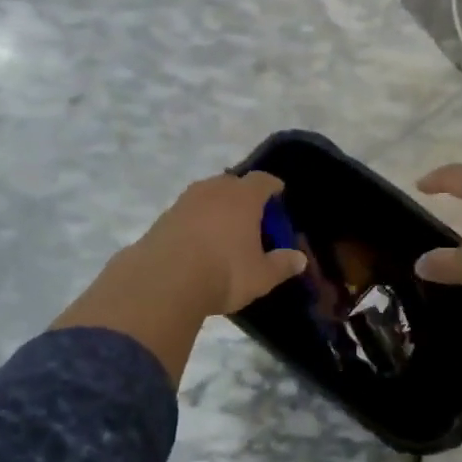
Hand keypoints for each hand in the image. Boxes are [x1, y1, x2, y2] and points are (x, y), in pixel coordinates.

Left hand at [133, 171, 308, 316]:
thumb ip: (282, 265)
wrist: (163, 281)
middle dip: (244, 196)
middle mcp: (214, 189)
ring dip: (217, 208)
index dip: (273, 187)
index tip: (278, 194)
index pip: (263, 180)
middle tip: (251, 218)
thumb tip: (299, 259)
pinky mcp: (163, 217)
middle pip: (233, 183)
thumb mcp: (261, 276)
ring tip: (223, 231)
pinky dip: (197, 222)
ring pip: (207, 196)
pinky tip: (198, 243)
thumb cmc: (224, 273)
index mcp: (243, 196)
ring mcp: (185, 201)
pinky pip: (188, 212)